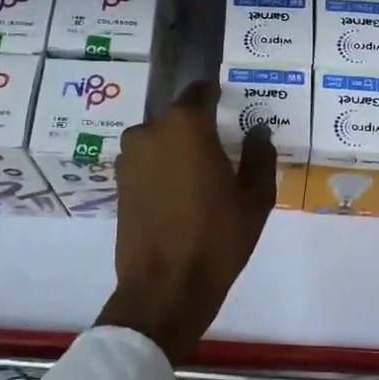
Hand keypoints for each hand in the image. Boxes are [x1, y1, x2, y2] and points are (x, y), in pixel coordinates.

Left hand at [98, 80, 277, 362]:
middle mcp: (151, 131)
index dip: (216, 94)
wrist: (165, 287)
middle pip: (178, 117)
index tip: (229, 102)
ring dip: (177, 149)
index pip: (201, 92)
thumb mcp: (255, 198)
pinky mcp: (119, 183)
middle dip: (198, 127)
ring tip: (200, 175)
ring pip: (160, 140)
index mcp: (186, 126)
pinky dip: (162, 168)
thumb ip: (260, 156)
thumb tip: (258, 132)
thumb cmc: (218, 238)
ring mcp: (129, 157)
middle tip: (221, 147)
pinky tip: (180, 194)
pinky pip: (146, 162)